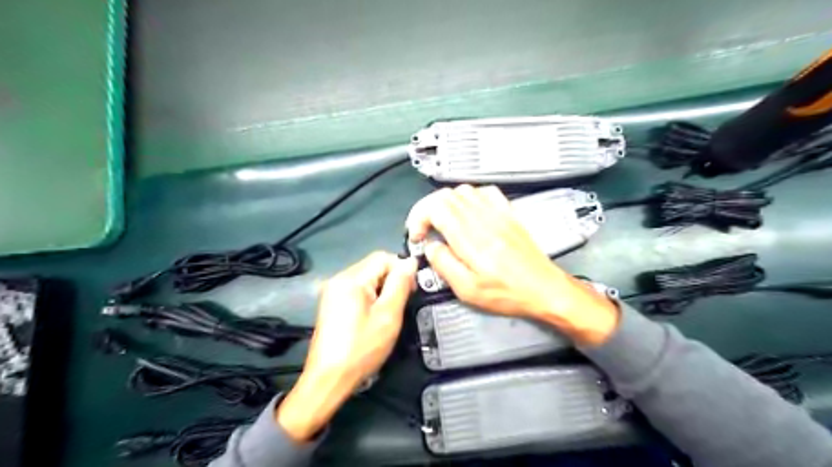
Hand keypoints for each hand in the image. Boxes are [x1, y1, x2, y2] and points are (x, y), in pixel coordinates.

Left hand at [275, 253, 415, 442]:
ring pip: (367, 278)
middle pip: (373, 266)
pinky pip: (357, 289)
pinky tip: (374, 316)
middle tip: (400, 304)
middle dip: (392, 279)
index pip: (383, 257)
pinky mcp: (332, 304)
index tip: (411, 290)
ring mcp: (333, 291)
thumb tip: (410, 262)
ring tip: (388, 313)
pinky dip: (370, 297)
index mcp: (351, 279)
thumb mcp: (388, 316)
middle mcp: (339, 279)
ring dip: (382, 289)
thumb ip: (400, 284)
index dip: (402, 269)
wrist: (329, 379)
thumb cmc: (361, 348)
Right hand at [406, 186, 619, 346]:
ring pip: (463, 190)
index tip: (417, 235)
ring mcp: (498, 213)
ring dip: (445, 203)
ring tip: (442, 222)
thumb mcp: (468, 290)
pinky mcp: (509, 214)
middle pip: (445, 196)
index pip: (436, 208)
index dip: (418, 217)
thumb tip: (430, 247)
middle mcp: (484, 220)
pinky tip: (467, 212)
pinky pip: (485, 191)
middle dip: (427, 210)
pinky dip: (469, 197)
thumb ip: (444, 265)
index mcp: (471, 239)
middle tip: (424, 229)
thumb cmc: (508, 294)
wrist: (545, 289)